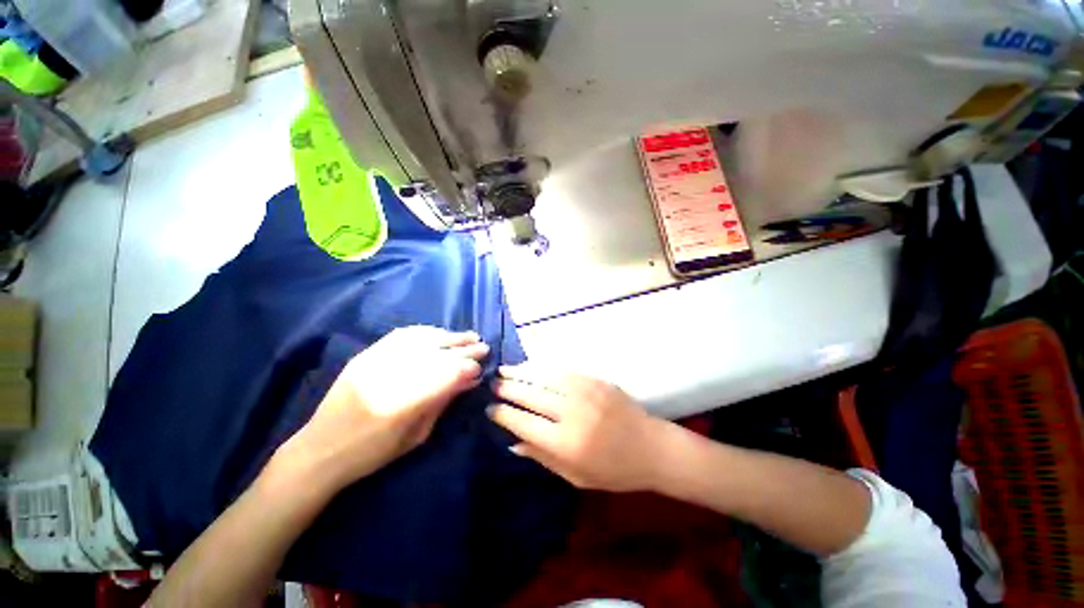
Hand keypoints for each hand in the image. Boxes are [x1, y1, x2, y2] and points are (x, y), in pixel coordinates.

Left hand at [276, 326, 488, 487]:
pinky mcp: (366, 354)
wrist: (320, 449)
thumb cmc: (373, 453)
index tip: (481, 368)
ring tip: (468, 336)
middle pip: (437, 354)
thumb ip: (444, 402)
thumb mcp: (417, 436)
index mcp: (404, 404)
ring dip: (449, 336)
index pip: (447, 375)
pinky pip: (402, 335)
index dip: (468, 368)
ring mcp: (375, 361)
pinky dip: (426, 331)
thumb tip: (469, 380)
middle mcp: (390, 376)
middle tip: (483, 346)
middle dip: (465, 349)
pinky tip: (440, 332)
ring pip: (422, 339)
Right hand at [487, 364, 667, 491]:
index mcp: (566, 443)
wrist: (652, 447)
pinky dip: (544, 366)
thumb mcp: (576, 476)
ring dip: (521, 372)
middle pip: (531, 395)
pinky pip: (563, 369)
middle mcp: (572, 413)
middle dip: (508, 388)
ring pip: (544, 377)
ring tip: (505, 369)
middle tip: (493, 384)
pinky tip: (532, 365)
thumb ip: (542, 457)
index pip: (524, 423)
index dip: (503, 414)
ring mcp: (585, 392)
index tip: (490, 408)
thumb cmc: (614, 470)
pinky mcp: (595, 380)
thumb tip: (512, 443)